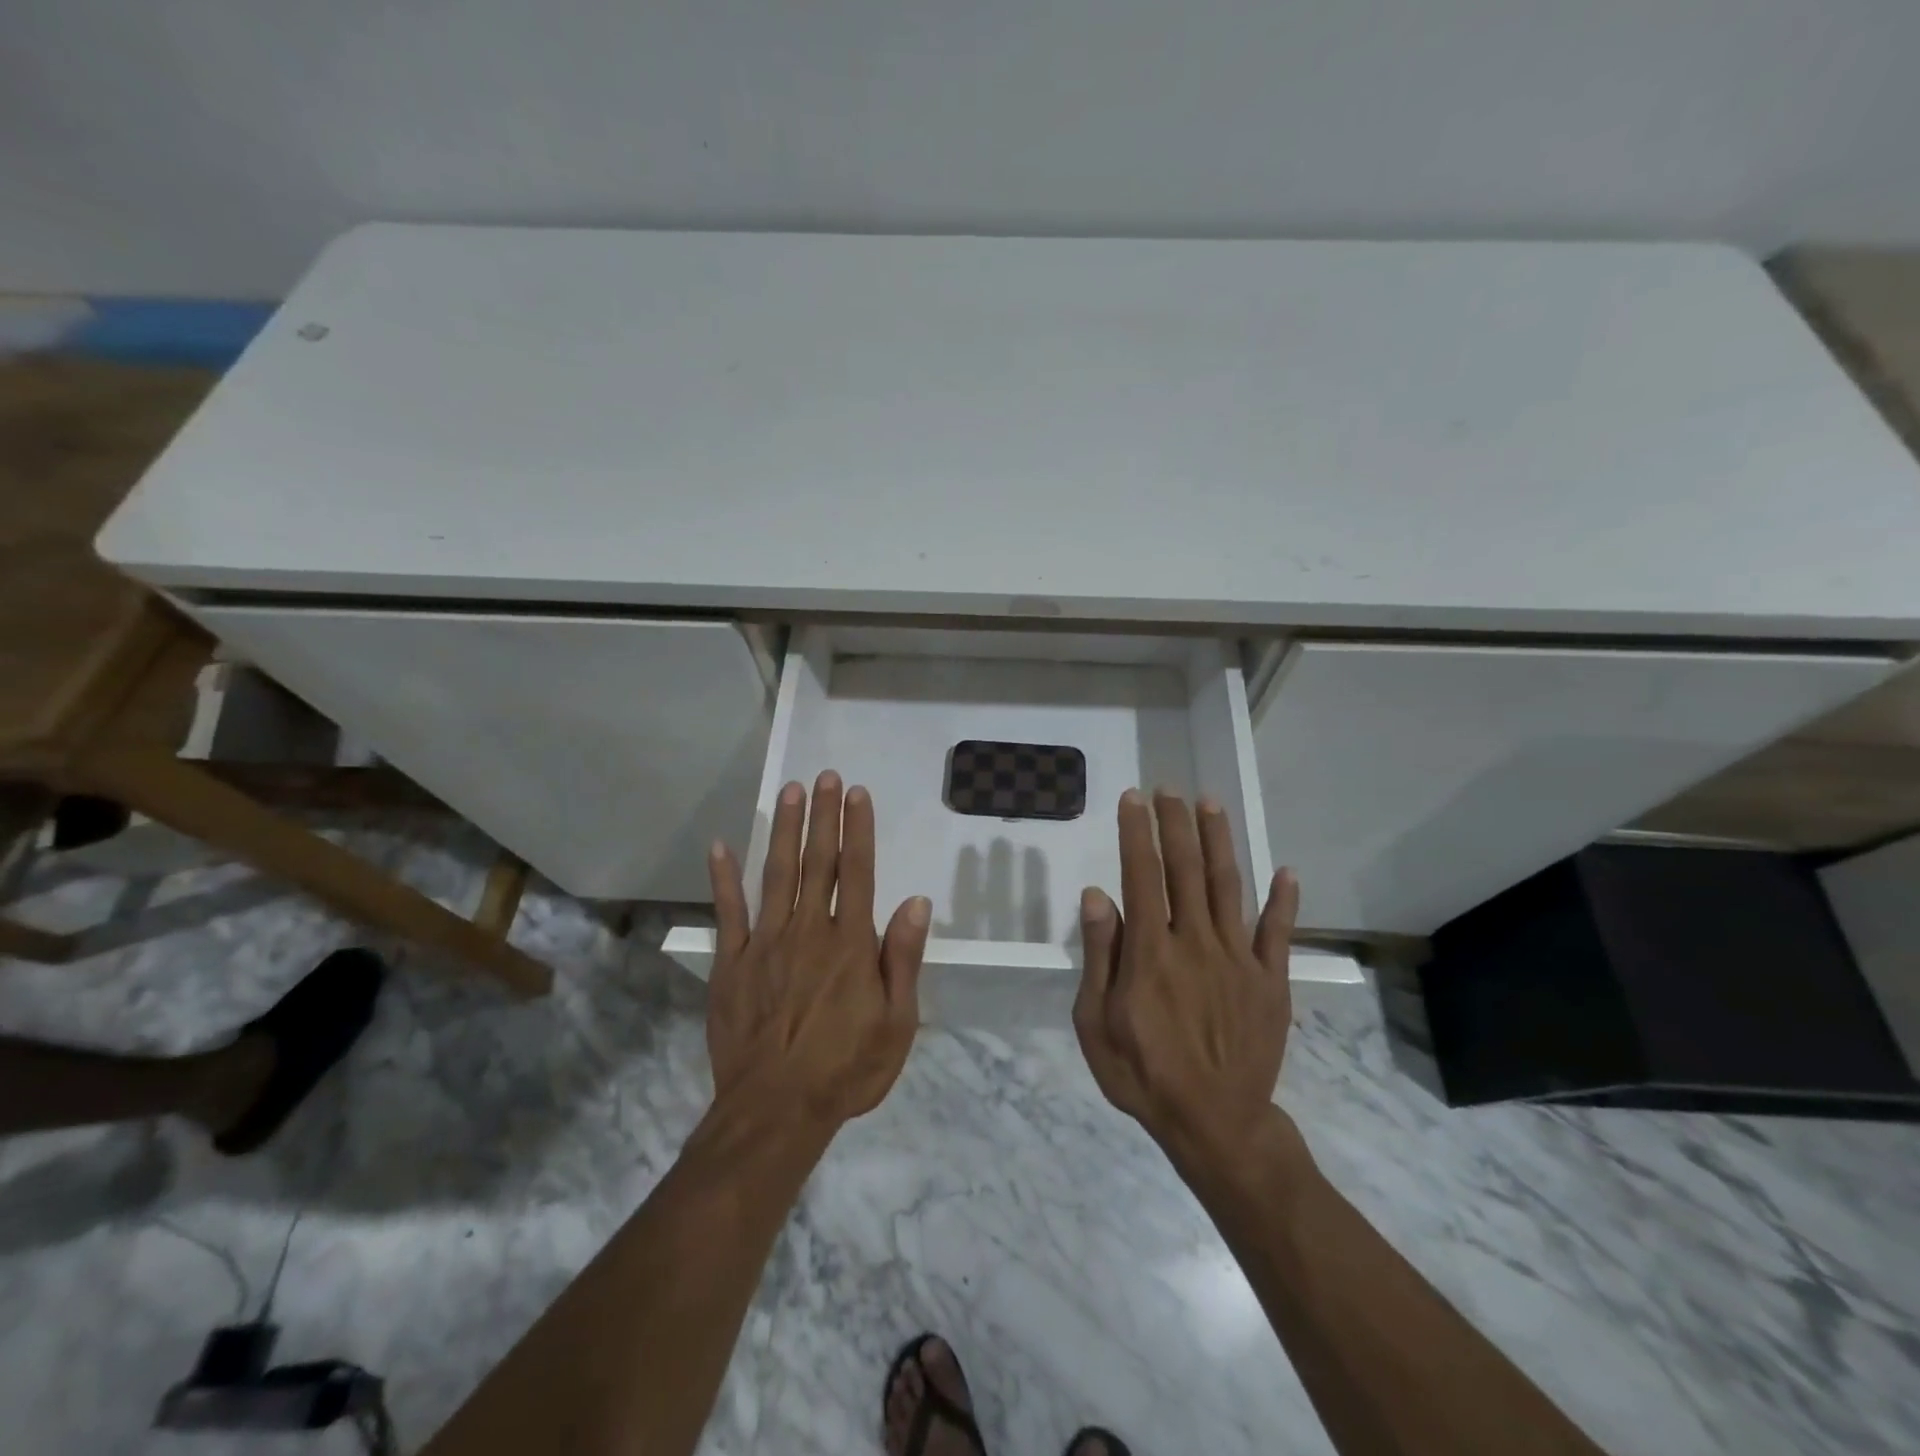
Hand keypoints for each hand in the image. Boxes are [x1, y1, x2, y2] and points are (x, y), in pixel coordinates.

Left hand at [706, 770, 931, 1128]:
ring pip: (776, 874)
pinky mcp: (731, 964)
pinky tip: (720, 846)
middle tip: (824, 776)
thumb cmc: (846, 1069)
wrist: (776, 1112)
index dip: (858, 829)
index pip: (858, 872)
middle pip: (818, 862)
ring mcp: (765, 944)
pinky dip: (723, 878)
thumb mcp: (897, 1024)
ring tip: (789, 792)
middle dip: (822, 816)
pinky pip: (728, 913)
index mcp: (850, 944)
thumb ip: (903, 959)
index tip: (855, 793)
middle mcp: (808, 931)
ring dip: (783, 830)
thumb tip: (917, 902)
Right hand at [1074, 789, 1298, 1162]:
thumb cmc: (1143, 1074)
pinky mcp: (1270, 980)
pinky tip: (1286, 872)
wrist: (1215, 1124)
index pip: (1141, 875)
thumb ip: (1100, 956)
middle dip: (1175, 823)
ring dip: (1218, 842)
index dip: (1136, 832)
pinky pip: (1277, 933)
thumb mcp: (1095, 1022)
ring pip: (1226, 886)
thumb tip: (1097, 894)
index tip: (1132, 799)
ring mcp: (1238, 959)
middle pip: (1184, 868)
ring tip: (1210, 804)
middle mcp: (1195, 941)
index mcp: (1150, 951)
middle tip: (1168, 789)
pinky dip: (1283, 900)